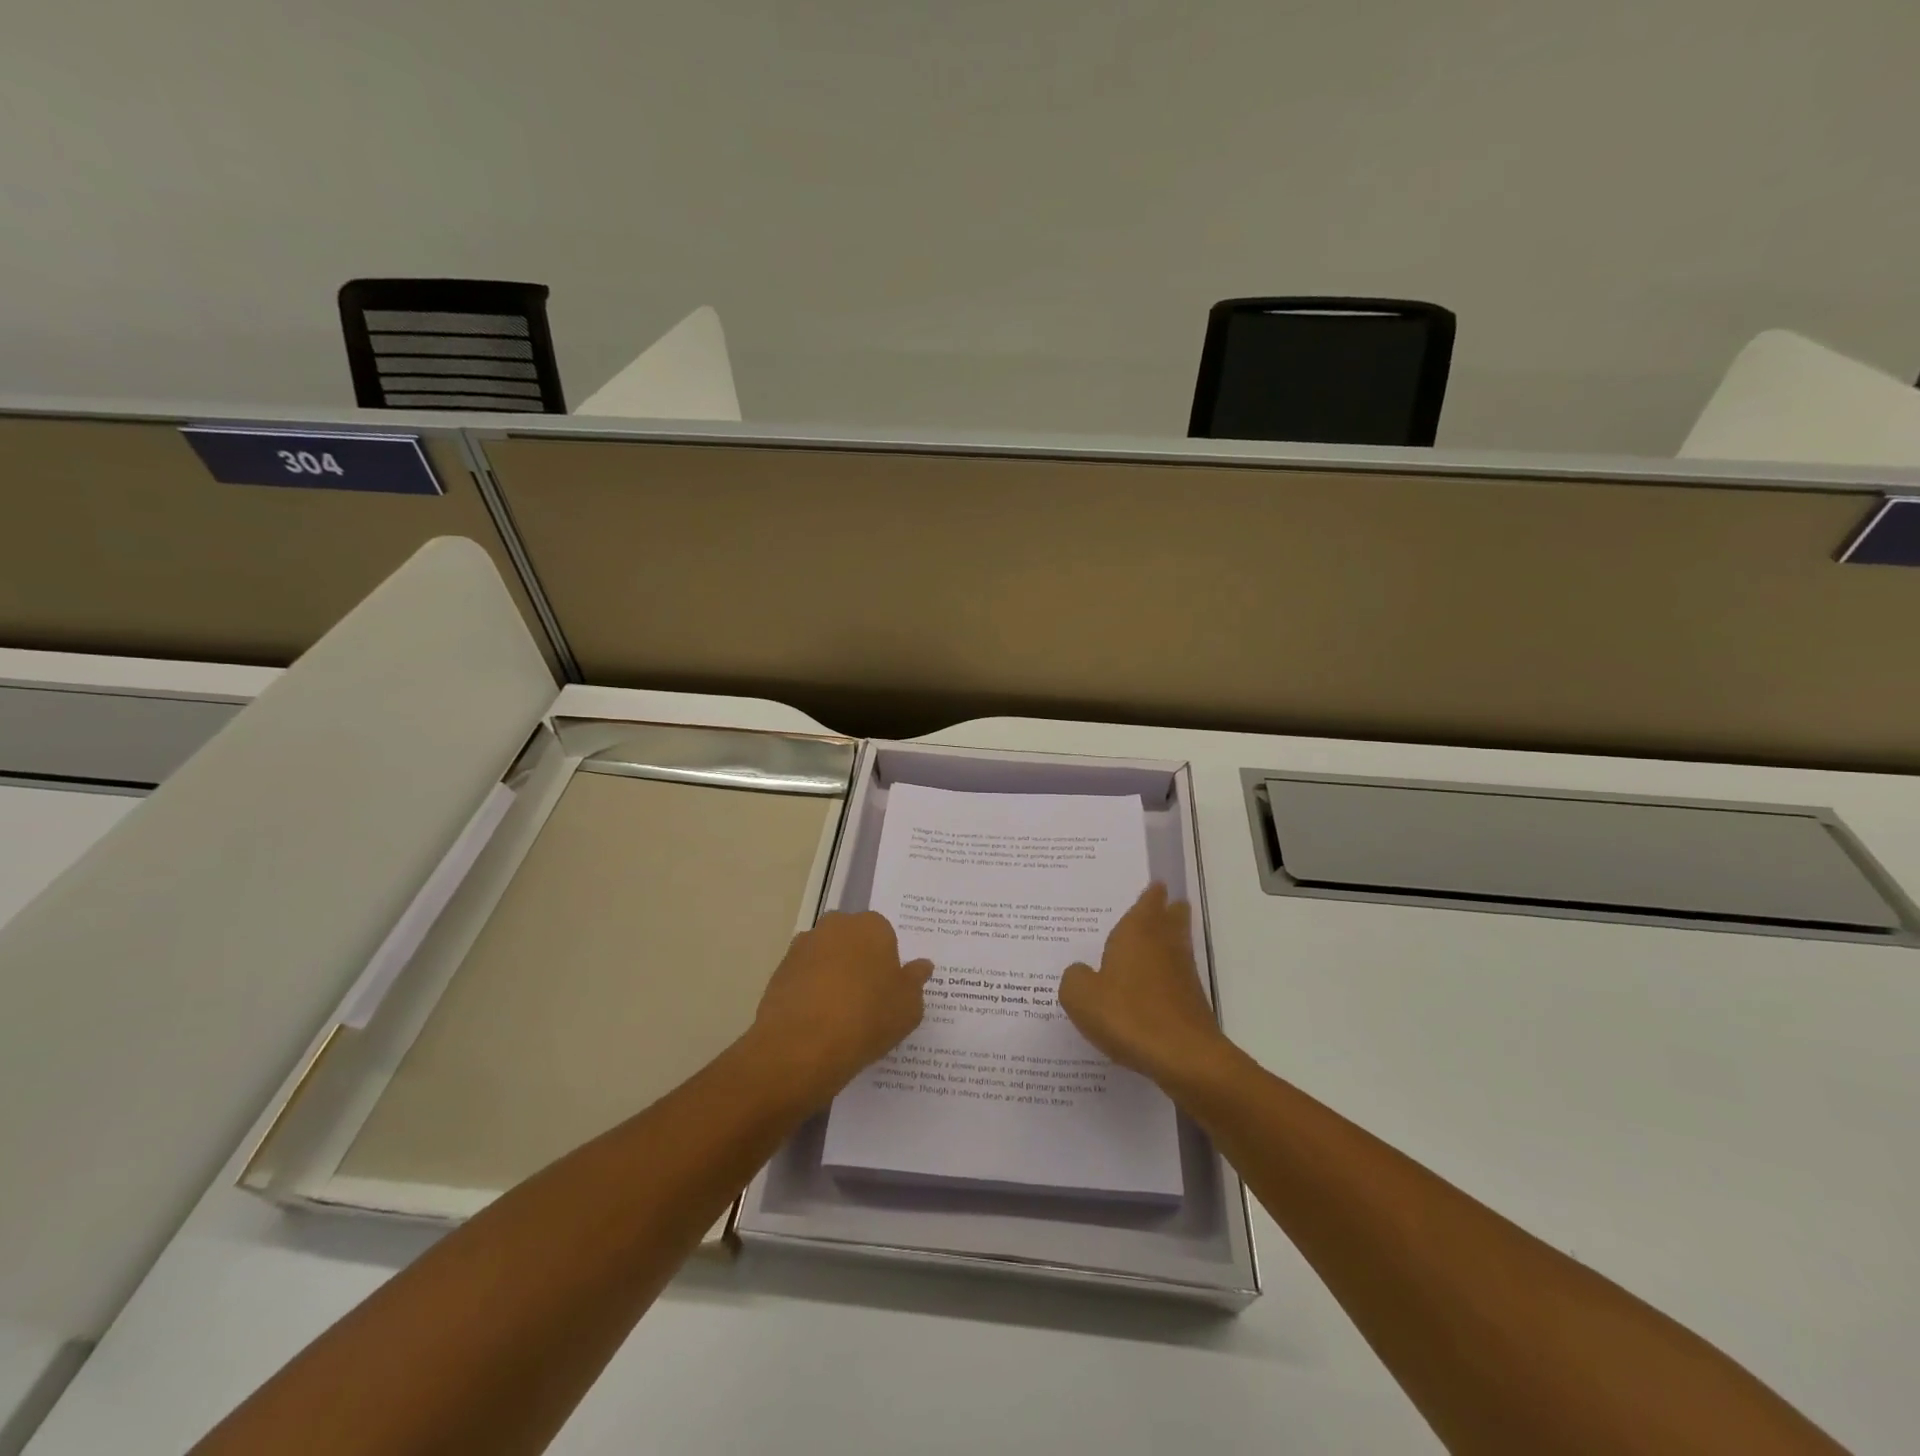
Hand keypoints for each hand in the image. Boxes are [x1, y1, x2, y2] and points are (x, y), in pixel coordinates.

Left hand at [748, 911, 931, 1109]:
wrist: (803, 1046)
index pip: (884, 936)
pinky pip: (803, 978)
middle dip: (857, 962)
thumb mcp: (909, 1006)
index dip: (887, 963)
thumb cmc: (868, 1017)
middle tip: (866, 1000)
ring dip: (831, 976)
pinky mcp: (779, 972)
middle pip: (851, 941)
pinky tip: (817, 1023)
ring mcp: (802, 947)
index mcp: (871, 926)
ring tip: (839, 1016)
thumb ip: (916, 981)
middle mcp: (835, 926)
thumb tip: (921, 965)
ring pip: (825, 958)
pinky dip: (810, 993)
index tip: (888, 990)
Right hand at [1059, 883, 1230, 1090]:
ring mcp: (1182, 974)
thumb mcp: (1080, 996)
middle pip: (1171, 919)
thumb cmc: (1128, 1015)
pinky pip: (1177, 977)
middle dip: (1168, 911)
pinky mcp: (1192, 1003)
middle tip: (1166, 903)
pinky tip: (1154, 988)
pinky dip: (1168, 975)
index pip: (1147, 903)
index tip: (1156, 885)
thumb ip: (1074, 978)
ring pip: (1178, 946)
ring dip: (1172, 940)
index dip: (1150, 895)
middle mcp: (1163, 946)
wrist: (1184, 1056)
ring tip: (1159, 940)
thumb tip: (1081, 972)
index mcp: (1136, 934)